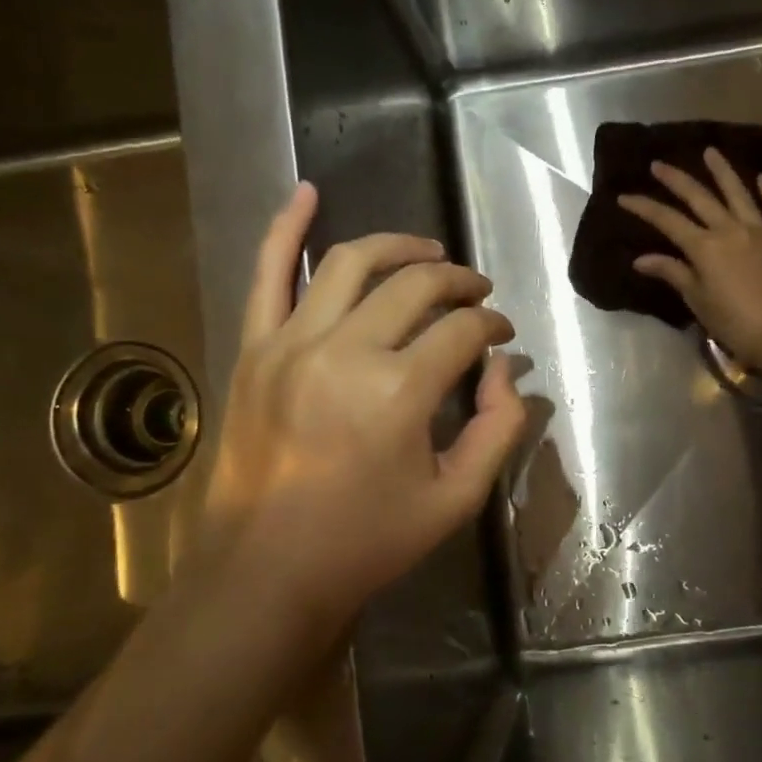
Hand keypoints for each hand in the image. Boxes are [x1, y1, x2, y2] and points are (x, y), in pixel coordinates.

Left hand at [203, 183, 525, 638]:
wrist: (266, 571)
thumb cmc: (366, 542)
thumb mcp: (456, 500)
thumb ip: (498, 429)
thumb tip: (508, 370)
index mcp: (399, 392)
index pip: (463, 331)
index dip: (494, 326)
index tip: (504, 335)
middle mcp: (345, 351)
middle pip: (415, 286)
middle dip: (458, 281)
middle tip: (478, 294)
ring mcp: (290, 343)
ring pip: (350, 262)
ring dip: (398, 247)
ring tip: (428, 252)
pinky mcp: (254, 349)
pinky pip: (266, 273)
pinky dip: (285, 227)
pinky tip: (307, 190)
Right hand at [620, 148, 761, 375]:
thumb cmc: (734, 322)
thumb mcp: (697, 300)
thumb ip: (673, 273)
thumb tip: (641, 259)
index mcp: (705, 247)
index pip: (667, 221)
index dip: (644, 207)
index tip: (624, 196)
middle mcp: (731, 230)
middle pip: (699, 198)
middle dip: (676, 180)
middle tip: (658, 164)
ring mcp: (760, 231)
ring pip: (739, 193)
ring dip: (722, 171)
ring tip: (710, 152)